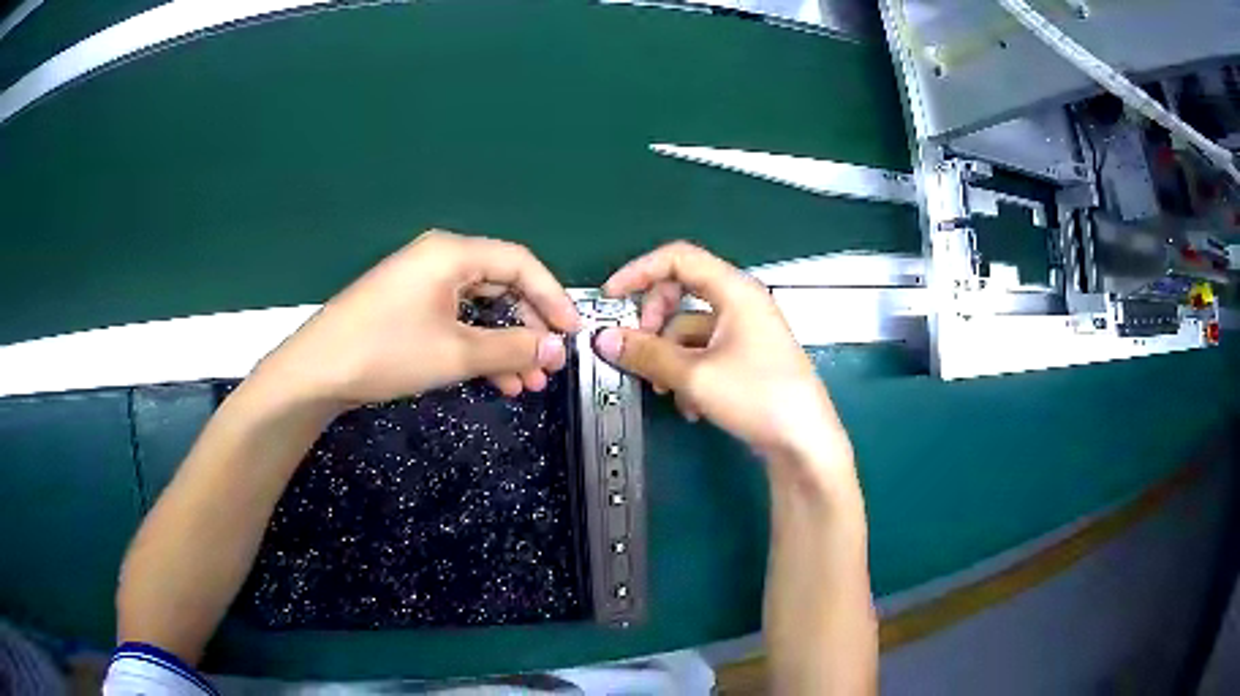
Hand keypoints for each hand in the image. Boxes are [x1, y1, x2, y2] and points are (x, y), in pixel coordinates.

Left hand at [259, 230, 580, 405]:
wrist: (316, 372)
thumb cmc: (386, 351)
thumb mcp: (456, 353)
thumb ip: (512, 348)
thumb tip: (556, 348)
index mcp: (452, 253)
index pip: (521, 263)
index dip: (553, 297)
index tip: (573, 333)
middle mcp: (439, 259)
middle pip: (501, 285)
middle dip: (528, 328)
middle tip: (549, 364)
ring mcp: (421, 284)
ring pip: (480, 308)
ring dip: (505, 345)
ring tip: (528, 382)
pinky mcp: (409, 308)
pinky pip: (457, 321)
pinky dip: (478, 347)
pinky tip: (496, 379)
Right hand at [593, 242, 850, 466]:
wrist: (804, 442)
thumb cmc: (758, 397)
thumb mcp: (695, 375)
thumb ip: (646, 353)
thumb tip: (604, 338)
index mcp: (734, 290)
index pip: (678, 258)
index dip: (639, 271)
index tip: (611, 296)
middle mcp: (740, 302)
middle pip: (680, 293)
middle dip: (653, 322)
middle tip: (638, 350)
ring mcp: (745, 331)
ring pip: (689, 329)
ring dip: (670, 357)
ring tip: (665, 391)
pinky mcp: (746, 358)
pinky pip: (705, 352)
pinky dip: (690, 373)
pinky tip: (691, 407)